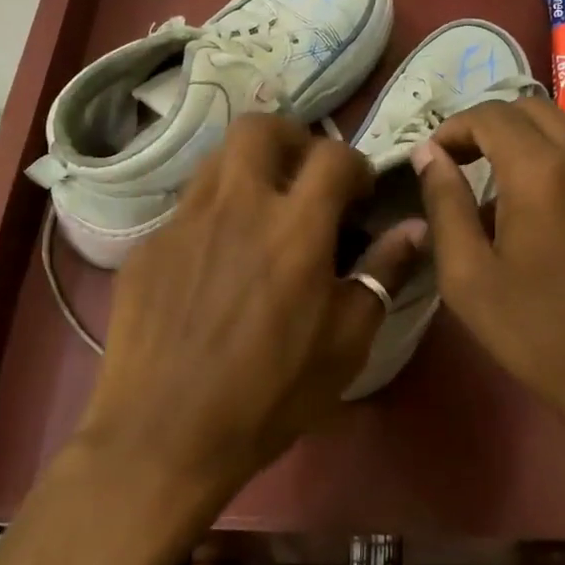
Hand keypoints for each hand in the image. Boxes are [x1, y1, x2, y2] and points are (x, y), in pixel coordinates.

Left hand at [75, 114, 425, 509]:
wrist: (163, 437)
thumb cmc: (270, 395)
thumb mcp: (346, 343)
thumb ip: (383, 274)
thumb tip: (416, 229)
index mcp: (294, 227)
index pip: (333, 156)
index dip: (355, 165)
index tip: (359, 195)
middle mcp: (237, 205)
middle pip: (262, 128)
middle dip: (293, 139)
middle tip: (305, 178)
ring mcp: (184, 221)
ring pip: (218, 158)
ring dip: (249, 169)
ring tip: (261, 211)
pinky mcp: (148, 245)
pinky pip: (187, 207)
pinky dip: (213, 215)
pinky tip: (215, 262)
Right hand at [411, 97, 564, 453]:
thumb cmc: (538, 334)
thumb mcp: (468, 276)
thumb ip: (444, 203)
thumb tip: (429, 154)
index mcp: (544, 173)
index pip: (491, 116)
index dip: (453, 128)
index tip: (432, 159)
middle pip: (530, 109)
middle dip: (488, 127)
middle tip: (460, 164)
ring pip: (564, 131)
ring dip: (524, 143)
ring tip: (498, 192)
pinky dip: (556, 162)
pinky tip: (544, 212)